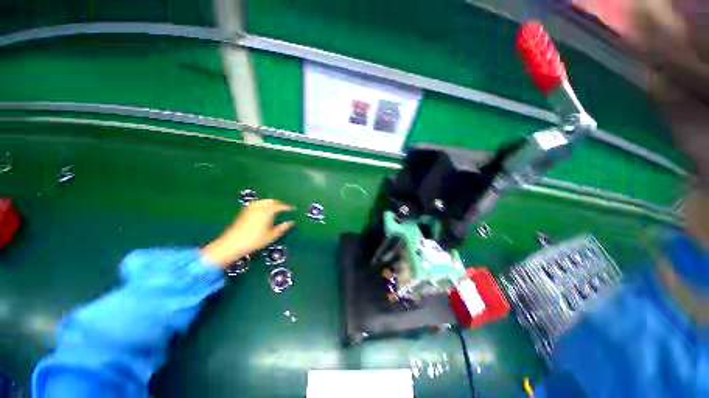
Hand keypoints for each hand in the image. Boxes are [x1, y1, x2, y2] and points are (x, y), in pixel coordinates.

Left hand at [202, 199, 294, 267]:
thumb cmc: (255, 241)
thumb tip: (291, 223)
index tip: (293, 209)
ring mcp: (250, 209)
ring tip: (275, 208)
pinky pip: (256, 204)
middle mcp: (259, 207)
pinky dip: (262, 204)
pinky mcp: (244, 212)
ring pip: (263, 201)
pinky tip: (263, 209)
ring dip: (271, 203)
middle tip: (285, 208)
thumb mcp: (271, 236)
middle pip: (271, 201)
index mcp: (268, 212)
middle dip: (279, 204)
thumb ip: (282, 228)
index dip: (287, 207)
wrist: (232, 244)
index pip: (280, 206)